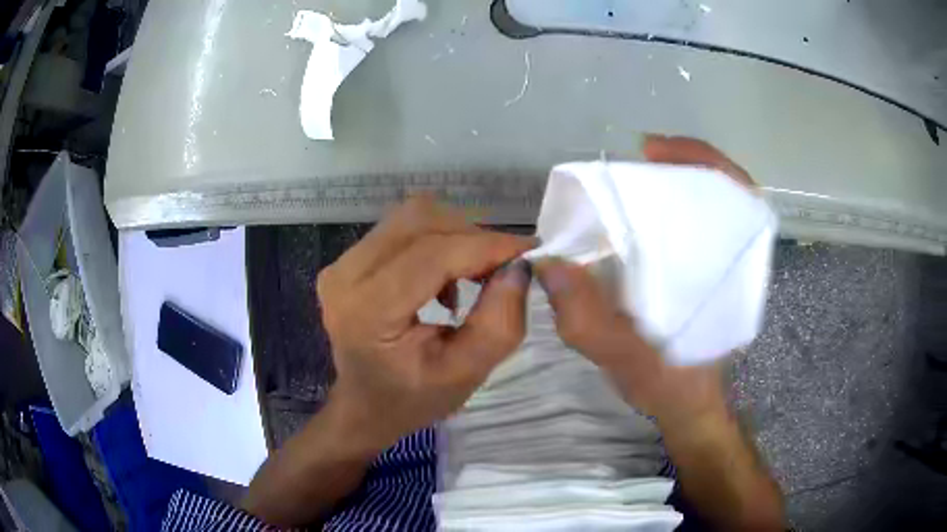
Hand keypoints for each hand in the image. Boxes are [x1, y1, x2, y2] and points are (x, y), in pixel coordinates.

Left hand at [316, 196, 534, 452]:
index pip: (432, 255)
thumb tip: (519, 266)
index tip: (528, 250)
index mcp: (367, 311)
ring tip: (474, 275)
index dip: (485, 246)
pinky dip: (436, 242)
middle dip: (471, 237)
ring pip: (412, 217)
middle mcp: (345, 275)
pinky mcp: (347, 260)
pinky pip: (401, 229)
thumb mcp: (467, 373)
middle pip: (420, 222)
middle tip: (502, 267)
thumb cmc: (414, 399)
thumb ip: (499, 322)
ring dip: (455, 237)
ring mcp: (341, 264)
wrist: (366, 406)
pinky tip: (444, 280)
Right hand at [535, 135, 756, 421]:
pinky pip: (692, 226)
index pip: (737, 192)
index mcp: (728, 272)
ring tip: (630, 181)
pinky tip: (635, 219)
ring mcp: (720, 263)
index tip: (653, 151)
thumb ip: (588, 319)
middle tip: (634, 160)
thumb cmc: (668, 384)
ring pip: (706, 204)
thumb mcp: (625, 360)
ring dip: (672, 183)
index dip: (701, 158)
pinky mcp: (704, 272)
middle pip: (719, 188)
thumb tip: (550, 263)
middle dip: (679, 164)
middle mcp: (731, 258)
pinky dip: (667, 209)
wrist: (687, 405)